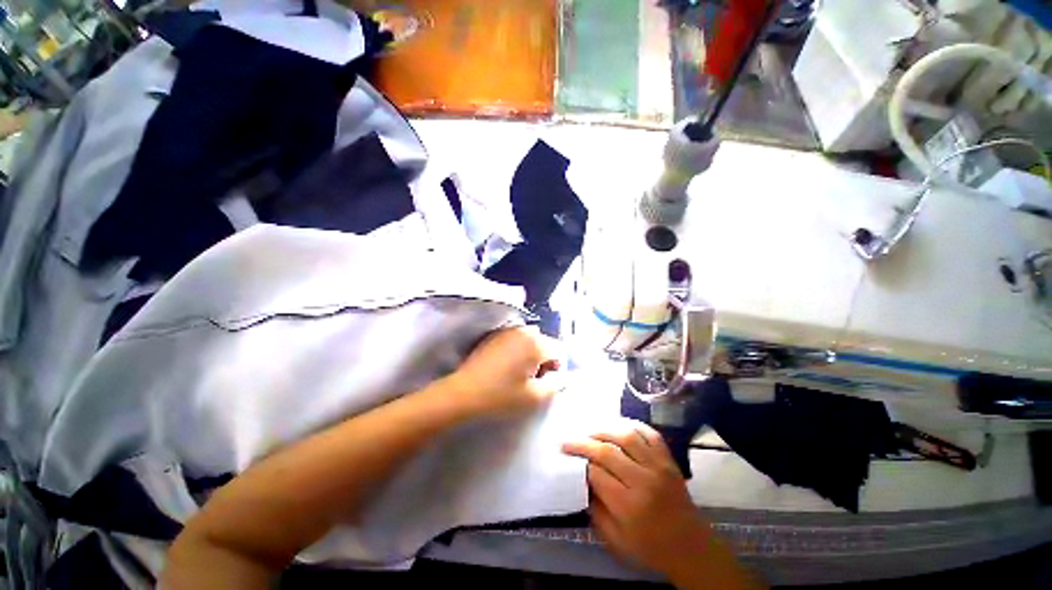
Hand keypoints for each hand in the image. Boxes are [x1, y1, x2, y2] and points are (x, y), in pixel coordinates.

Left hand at [446, 326, 562, 417]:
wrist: (464, 392)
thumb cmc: (502, 396)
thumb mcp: (535, 397)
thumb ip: (556, 384)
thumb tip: (564, 376)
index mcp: (536, 344)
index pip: (559, 350)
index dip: (558, 367)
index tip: (546, 382)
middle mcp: (524, 331)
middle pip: (545, 343)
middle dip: (545, 359)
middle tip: (533, 379)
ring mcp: (508, 330)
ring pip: (531, 339)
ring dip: (532, 353)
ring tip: (520, 372)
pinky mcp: (495, 334)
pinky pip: (516, 338)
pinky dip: (519, 349)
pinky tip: (507, 365)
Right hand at [562, 422, 709, 578]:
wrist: (691, 548)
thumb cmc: (650, 547)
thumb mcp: (616, 542)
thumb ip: (595, 511)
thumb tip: (581, 481)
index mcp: (629, 506)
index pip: (597, 474)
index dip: (580, 464)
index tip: (568, 458)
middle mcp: (643, 481)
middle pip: (608, 451)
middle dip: (584, 444)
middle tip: (569, 441)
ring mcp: (658, 467)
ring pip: (627, 436)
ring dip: (604, 430)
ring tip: (589, 431)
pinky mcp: (668, 460)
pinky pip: (650, 433)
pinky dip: (633, 425)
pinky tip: (619, 425)